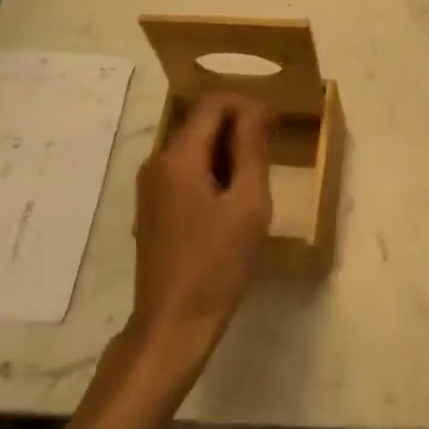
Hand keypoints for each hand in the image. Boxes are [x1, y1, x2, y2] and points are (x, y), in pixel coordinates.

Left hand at [130, 93, 275, 371]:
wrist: (173, 325)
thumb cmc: (217, 263)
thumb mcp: (247, 204)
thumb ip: (251, 149)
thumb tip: (256, 110)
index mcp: (179, 157)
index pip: (213, 104)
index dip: (248, 105)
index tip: (277, 124)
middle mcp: (157, 162)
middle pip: (201, 122)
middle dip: (238, 125)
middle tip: (273, 149)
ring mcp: (151, 187)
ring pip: (194, 146)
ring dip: (227, 149)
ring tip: (257, 175)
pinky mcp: (153, 208)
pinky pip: (185, 170)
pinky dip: (212, 170)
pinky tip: (233, 198)